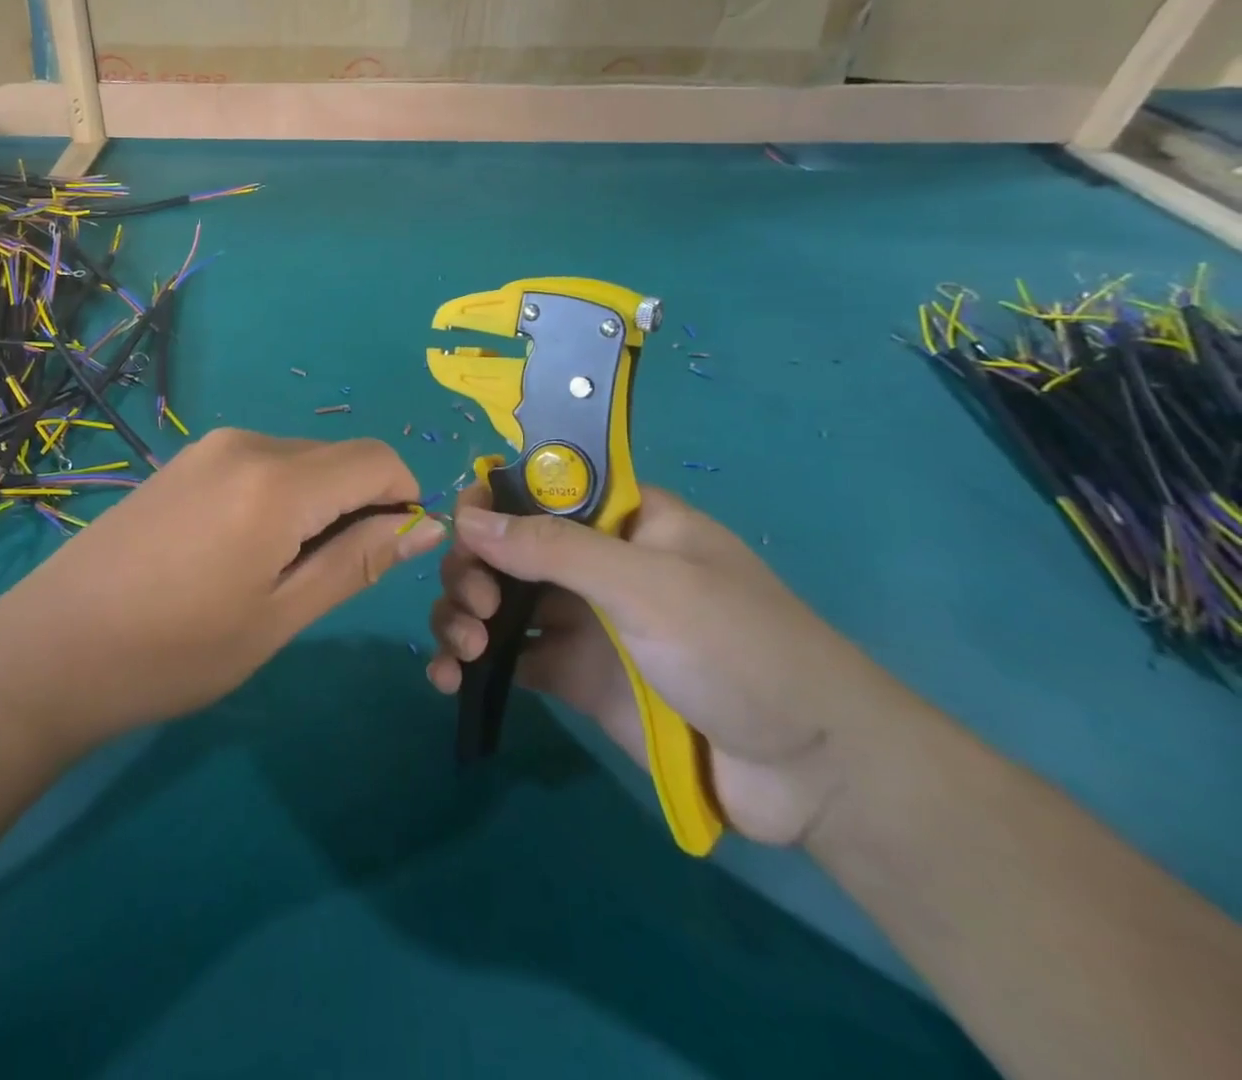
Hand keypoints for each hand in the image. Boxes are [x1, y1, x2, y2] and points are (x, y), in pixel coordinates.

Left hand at [0, 429, 444, 753]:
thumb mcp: (279, 616)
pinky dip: (279, 500)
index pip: (379, 459)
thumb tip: (424, 525)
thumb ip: (357, 561)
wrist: (51, 649)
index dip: (404, 500)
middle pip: (338, 458)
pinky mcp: (184, 462)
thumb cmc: (174, 651)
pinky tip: (239, 554)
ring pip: (300, 462)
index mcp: (277, 479)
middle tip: (324, 580)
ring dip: (317, 507)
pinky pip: (260, 466)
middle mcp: (247, 443)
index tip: (390, 556)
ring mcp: (209, 448)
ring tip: (275, 575)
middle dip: (359, 507)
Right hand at [427, 485, 900, 845]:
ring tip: (462, 648)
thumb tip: (466, 517)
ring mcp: (580, 620)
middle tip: (476, 605)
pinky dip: (469, 663)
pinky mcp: (572, 675)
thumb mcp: (648, 585)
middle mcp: (592, 562)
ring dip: (460, 612)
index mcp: (618, 520)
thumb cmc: (739, 649)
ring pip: (495, 600)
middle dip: (473, 568)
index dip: (491, 503)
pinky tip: (449, 680)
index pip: (536, 490)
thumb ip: (554, 548)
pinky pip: (506, 657)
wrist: (812, 772)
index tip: (463, 531)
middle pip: (504, 546)